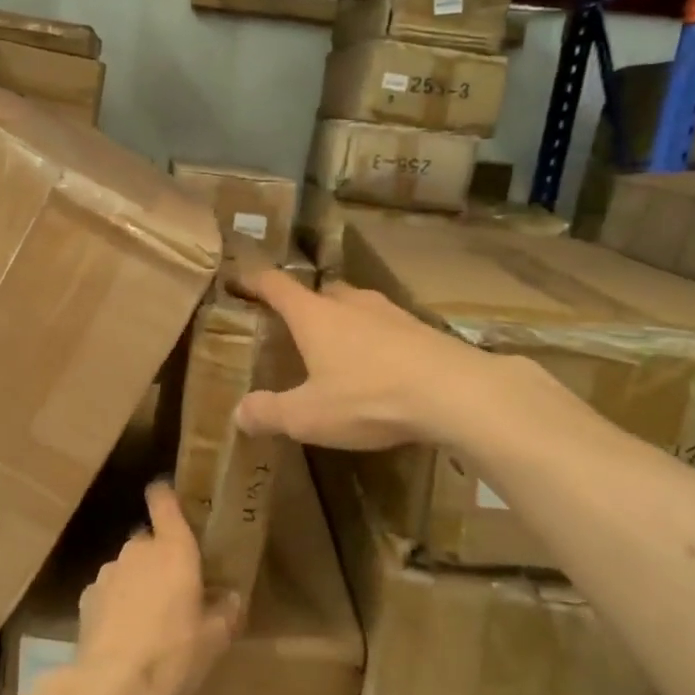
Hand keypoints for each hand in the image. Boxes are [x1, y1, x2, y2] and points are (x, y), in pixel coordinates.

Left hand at [70, 483, 239, 694]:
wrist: (110, 688)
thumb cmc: (172, 656)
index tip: (171, 497)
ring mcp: (107, 572)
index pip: (164, 501)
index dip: (166, 495)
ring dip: (138, 581)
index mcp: (173, 550)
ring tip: (150, 617)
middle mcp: (138, 550)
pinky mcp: (86, 598)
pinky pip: (109, 590)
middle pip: (149, 540)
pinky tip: (125, 633)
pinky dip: (117, 602)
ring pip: (128, 566)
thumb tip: (231, 597)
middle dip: (161, 556)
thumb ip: (225, 612)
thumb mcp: (214, 640)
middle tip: (177, 588)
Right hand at [232, 268, 483, 449]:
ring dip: (344, 320)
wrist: (455, 393)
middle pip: (322, 292)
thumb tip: (238, 413)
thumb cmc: (369, 397)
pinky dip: (375, 339)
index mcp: (315, 316)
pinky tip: (380, 365)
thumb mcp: (308, 416)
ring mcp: (391, 313)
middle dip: (305, 304)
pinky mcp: (422, 330)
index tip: (240, 278)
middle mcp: (351, 304)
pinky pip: (387, 327)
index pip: (277, 286)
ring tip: (338, 346)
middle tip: (294, 325)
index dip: (255, 280)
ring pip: (358, 306)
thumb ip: (269, 413)